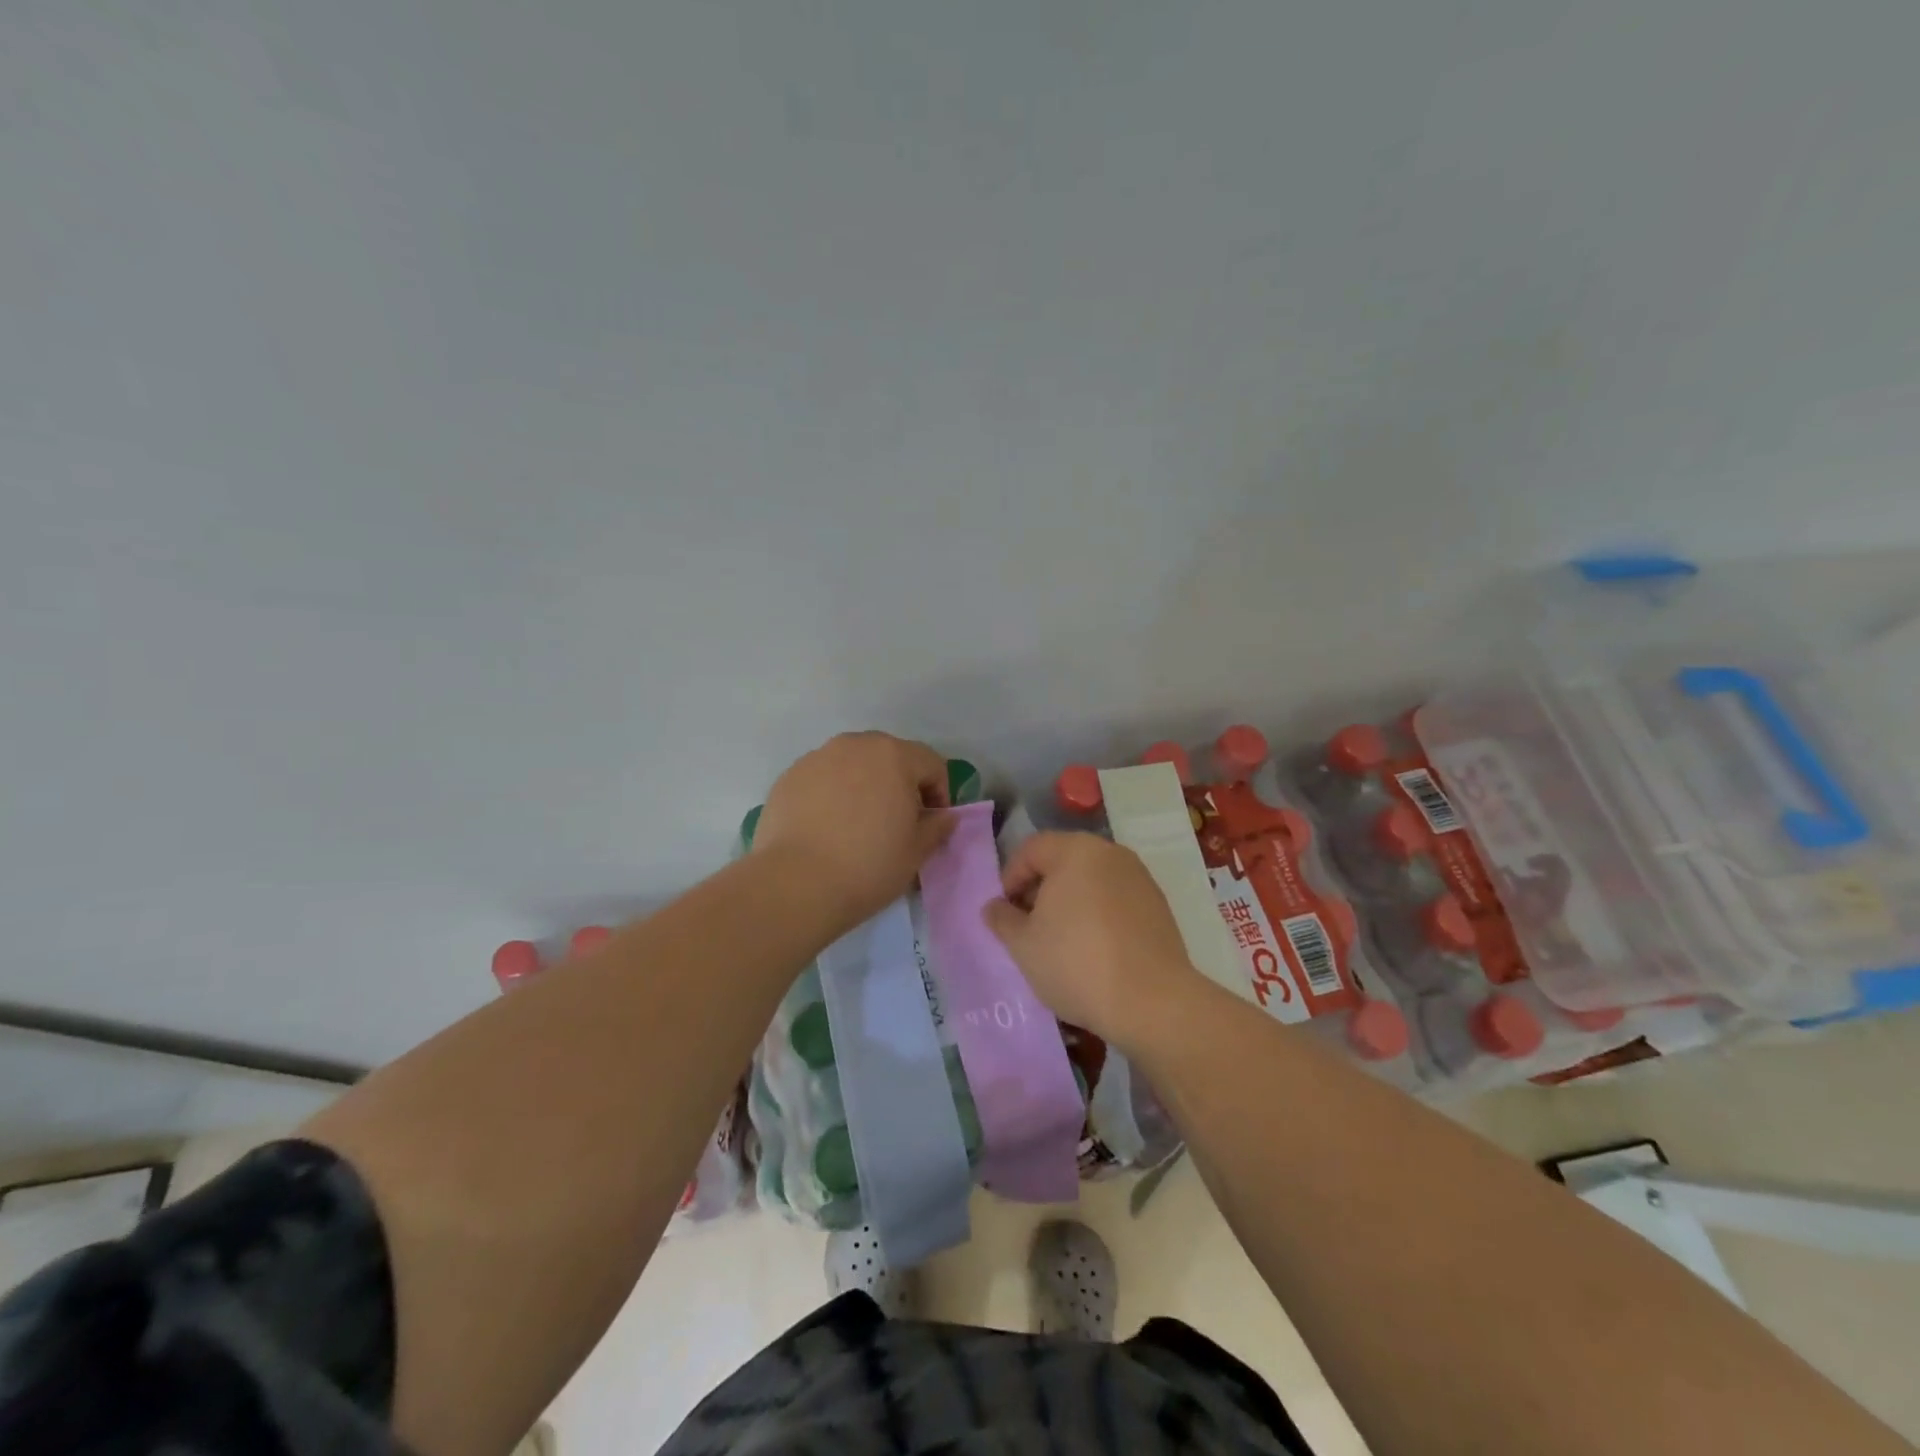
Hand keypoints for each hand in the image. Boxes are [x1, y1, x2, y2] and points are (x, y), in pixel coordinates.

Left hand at [755, 732, 954, 931]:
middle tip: (896, 821)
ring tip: (858, 824)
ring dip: (863, 785)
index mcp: (893, 755)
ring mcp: (817, 758)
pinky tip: (826, 829)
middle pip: (889, 756)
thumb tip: (944, 816)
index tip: (931, 824)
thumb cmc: (868, 865)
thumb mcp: (917, 851)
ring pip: (852, 764)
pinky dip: (831, 795)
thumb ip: (937, 826)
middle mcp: (855, 745)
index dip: (939, 793)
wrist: (796, 884)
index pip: (930, 763)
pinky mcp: (788, 777)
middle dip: (899, 783)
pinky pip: (822, 779)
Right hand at [983, 832, 1204, 1051]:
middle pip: (1063, 860)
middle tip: (1028, 925)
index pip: (1031, 849)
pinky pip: (1116, 898)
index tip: (1005, 912)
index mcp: (1075, 851)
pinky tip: (1093, 948)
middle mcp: (1111, 853)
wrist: (1152, 1002)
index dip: (1010, 877)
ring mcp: (1139, 878)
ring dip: (1070, 901)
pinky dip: (1098, 913)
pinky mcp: (1158, 905)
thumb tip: (994, 906)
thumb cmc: (1076, 963)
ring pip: (1091, 880)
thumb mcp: (1023, 944)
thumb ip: (1002, 918)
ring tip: (1059, 939)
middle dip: (1040, 888)